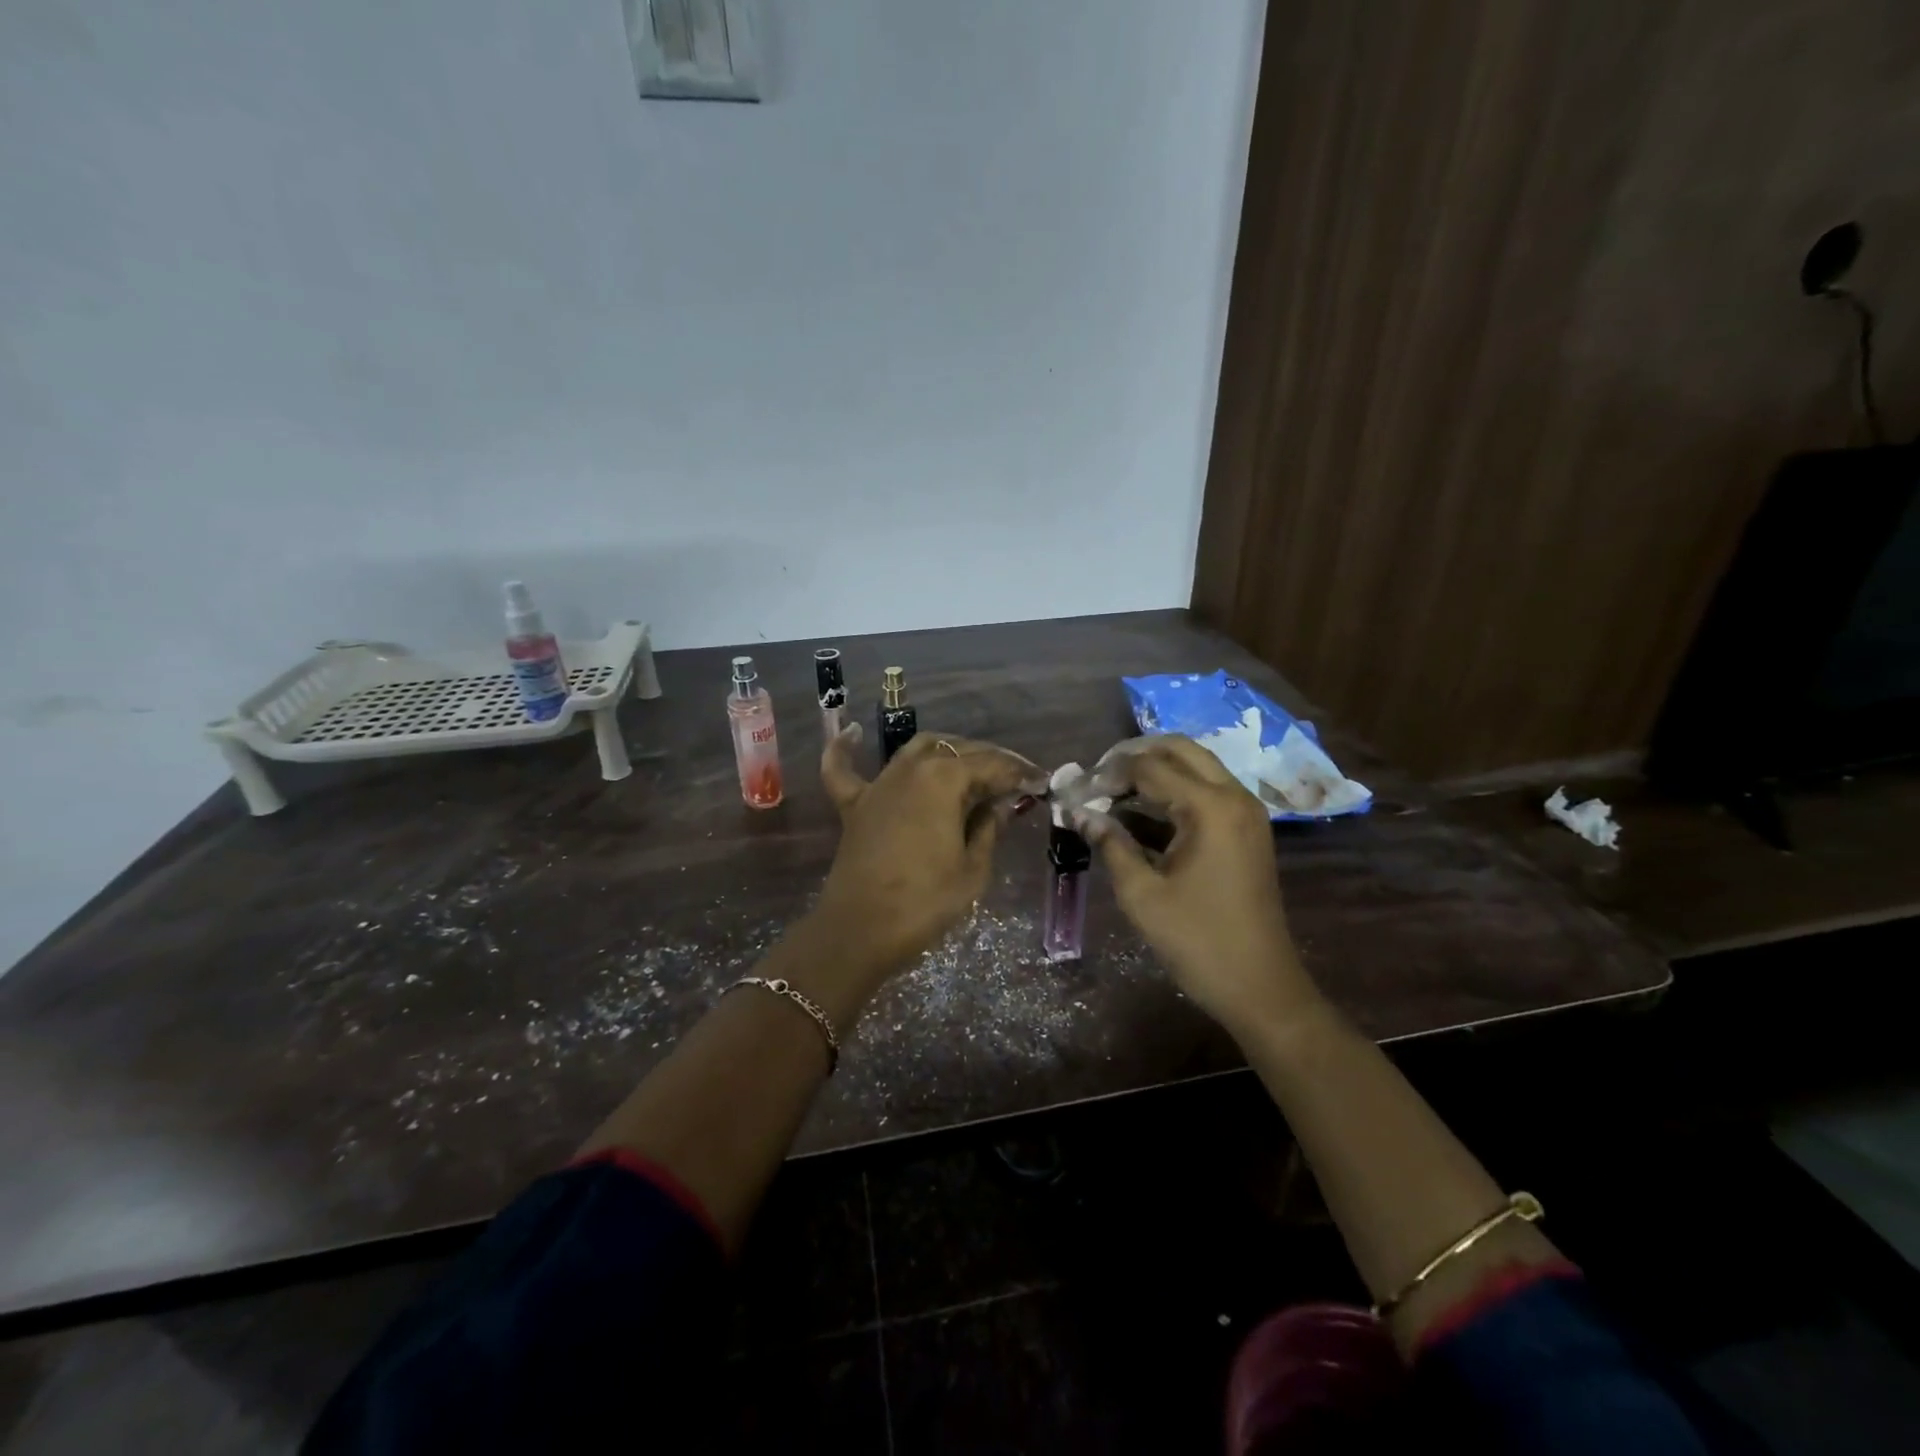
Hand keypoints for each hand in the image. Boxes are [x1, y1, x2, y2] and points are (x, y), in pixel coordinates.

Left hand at [812, 725, 1048, 989]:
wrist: (860, 931)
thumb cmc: (925, 902)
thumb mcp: (972, 869)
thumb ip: (988, 827)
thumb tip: (1001, 804)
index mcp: (943, 779)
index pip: (991, 765)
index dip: (1019, 773)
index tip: (1041, 781)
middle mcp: (910, 768)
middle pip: (956, 750)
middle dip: (990, 761)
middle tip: (1014, 780)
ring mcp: (879, 783)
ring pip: (916, 749)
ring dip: (946, 751)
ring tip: (970, 766)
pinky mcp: (854, 804)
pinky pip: (844, 767)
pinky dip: (846, 749)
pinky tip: (852, 731)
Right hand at [1077, 736, 1310, 1032]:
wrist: (1260, 987)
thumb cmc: (1197, 942)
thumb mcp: (1142, 894)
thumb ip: (1110, 844)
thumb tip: (1078, 812)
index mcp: (1211, 808)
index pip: (1149, 767)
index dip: (1108, 774)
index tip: (1076, 791)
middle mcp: (1234, 797)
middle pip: (1179, 749)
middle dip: (1134, 756)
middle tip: (1098, 777)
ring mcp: (1245, 812)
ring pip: (1195, 766)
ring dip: (1154, 770)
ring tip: (1111, 792)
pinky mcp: (1246, 830)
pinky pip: (1206, 791)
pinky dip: (1173, 792)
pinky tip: (1139, 814)